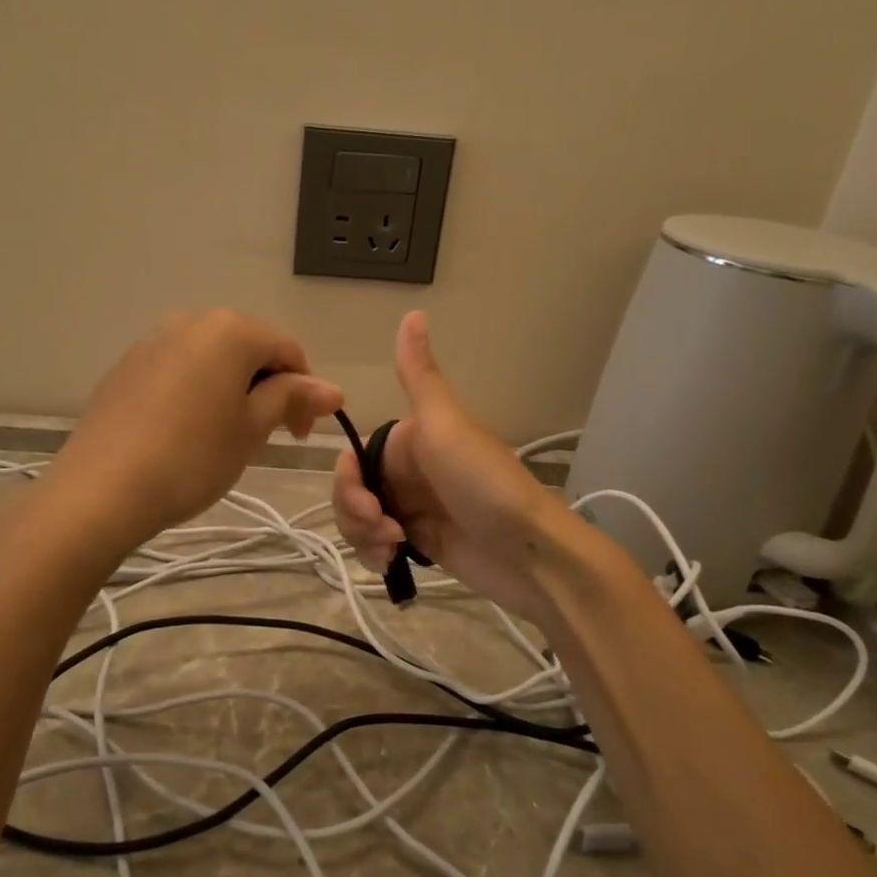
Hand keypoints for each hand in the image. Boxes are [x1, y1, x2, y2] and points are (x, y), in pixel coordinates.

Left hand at [49, 309, 342, 549]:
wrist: (101, 489)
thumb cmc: (192, 457)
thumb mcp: (252, 429)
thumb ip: (292, 399)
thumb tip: (333, 389)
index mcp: (229, 330)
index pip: (287, 349)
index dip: (305, 390)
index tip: (301, 434)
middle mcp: (190, 321)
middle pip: (248, 349)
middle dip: (268, 388)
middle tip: (268, 437)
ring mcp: (151, 342)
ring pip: (210, 360)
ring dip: (232, 391)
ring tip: (226, 438)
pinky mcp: (125, 368)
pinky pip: (177, 371)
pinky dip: (196, 393)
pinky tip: (186, 433)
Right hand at [332, 312, 571, 623]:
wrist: (528, 552)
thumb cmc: (484, 484)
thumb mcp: (446, 426)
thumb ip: (419, 376)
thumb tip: (413, 312)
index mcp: (409, 441)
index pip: (353, 458)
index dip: (348, 481)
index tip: (367, 503)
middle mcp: (407, 472)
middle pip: (351, 491)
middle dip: (354, 514)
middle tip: (385, 530)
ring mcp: (412, 509)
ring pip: (358, 520)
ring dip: (364, 537)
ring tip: (393, 550)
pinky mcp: (419, 544)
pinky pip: (375, 546)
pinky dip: (374, 555)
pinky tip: (391, 564)